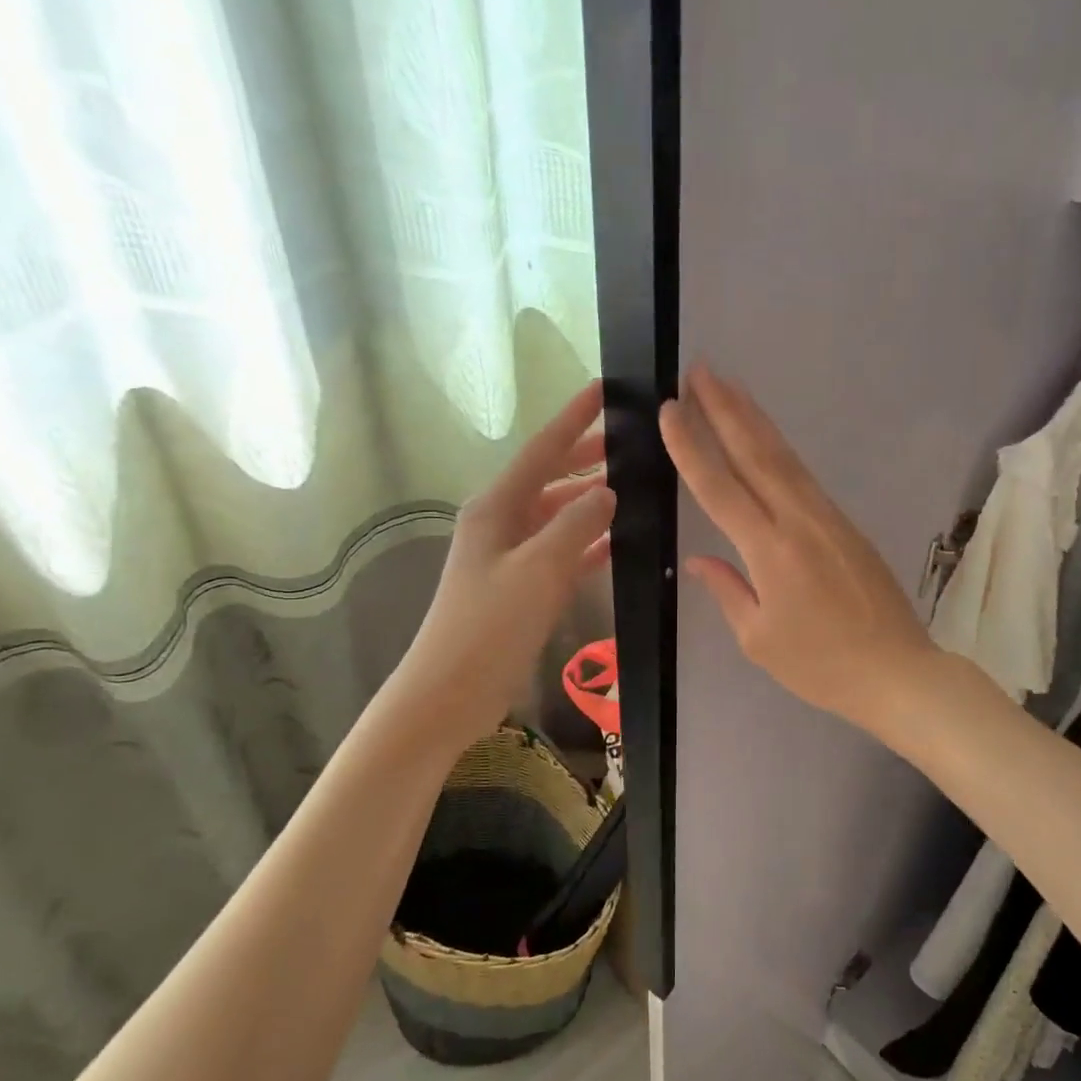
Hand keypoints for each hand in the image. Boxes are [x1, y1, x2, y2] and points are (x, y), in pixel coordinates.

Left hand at [388, 381, 615, 754]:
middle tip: (627, 443)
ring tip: (630, 488)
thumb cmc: (490, 625)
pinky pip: (560, 553)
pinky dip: (586, 544)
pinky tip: (615, 543)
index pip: (542, 451)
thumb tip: (606, 492)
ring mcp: (509, 558)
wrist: (451, 691)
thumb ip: (577, 525)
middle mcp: (500, 524)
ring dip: (588, 502)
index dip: (573, 419)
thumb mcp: (539, 569)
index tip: (603, 389)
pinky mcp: (520, 589)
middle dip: (584, 458)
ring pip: (556, 516)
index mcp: (497, 508)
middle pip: (548, 479)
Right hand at [661, 365, 937, 735]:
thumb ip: (728, 590)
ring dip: (754, 419)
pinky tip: (767, 439)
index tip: (670, 409)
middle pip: (756, 455)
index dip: (691, 447)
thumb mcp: (759, 640)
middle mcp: (799, 521)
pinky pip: (804, 477)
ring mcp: (828, 518)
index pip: (720, 488)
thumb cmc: (821, 666)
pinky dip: (780, 450)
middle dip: (725, 410)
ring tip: (730, 387)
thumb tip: (699, 560)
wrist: (898, 672)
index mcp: (770, 551)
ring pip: (785, 458)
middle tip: (701, 371)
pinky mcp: (846, 524)